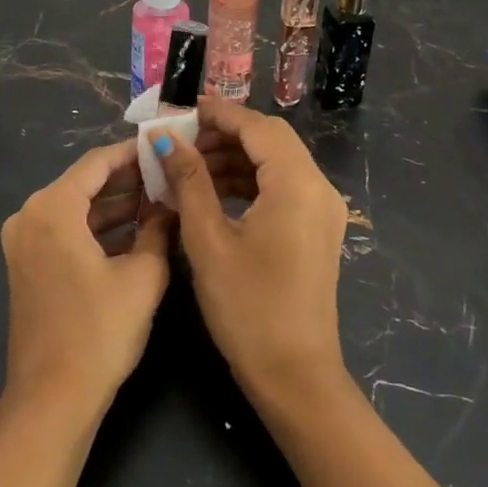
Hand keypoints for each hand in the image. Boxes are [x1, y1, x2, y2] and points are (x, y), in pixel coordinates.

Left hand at [0, 138, 173, 413]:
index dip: (133, 153)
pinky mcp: (27, 263)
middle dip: (127, 179)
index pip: (97, 162)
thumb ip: (158, 229)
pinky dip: (97, 227)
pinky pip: (66, 229)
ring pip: (76, 206)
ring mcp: (24, 240)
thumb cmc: (99, 333)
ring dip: (114, 204)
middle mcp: (29, 214)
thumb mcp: (142, 277)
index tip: (165, 147)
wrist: (53, 400)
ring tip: (159, 199)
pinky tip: (134, 229)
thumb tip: (170, 203)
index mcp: (52, 207)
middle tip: (168, 173)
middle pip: (84, 182)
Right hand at [158, 102, 443, 486]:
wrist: (295, 378)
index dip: (219, 113)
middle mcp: (318, 188)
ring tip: (191, 165)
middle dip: (226, 133)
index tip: (182, 108)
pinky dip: (250, 179)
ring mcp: (322, 210)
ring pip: (277, 162)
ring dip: (236, 156)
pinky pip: (282, 186)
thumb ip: (188, 181)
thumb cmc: (248, 308)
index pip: (257, 127)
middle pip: (271, 139)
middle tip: (182, 139)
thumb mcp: (208, 240)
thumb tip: (165, 139)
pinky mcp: (317, 229)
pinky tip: (215, 191)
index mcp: (297, 184)